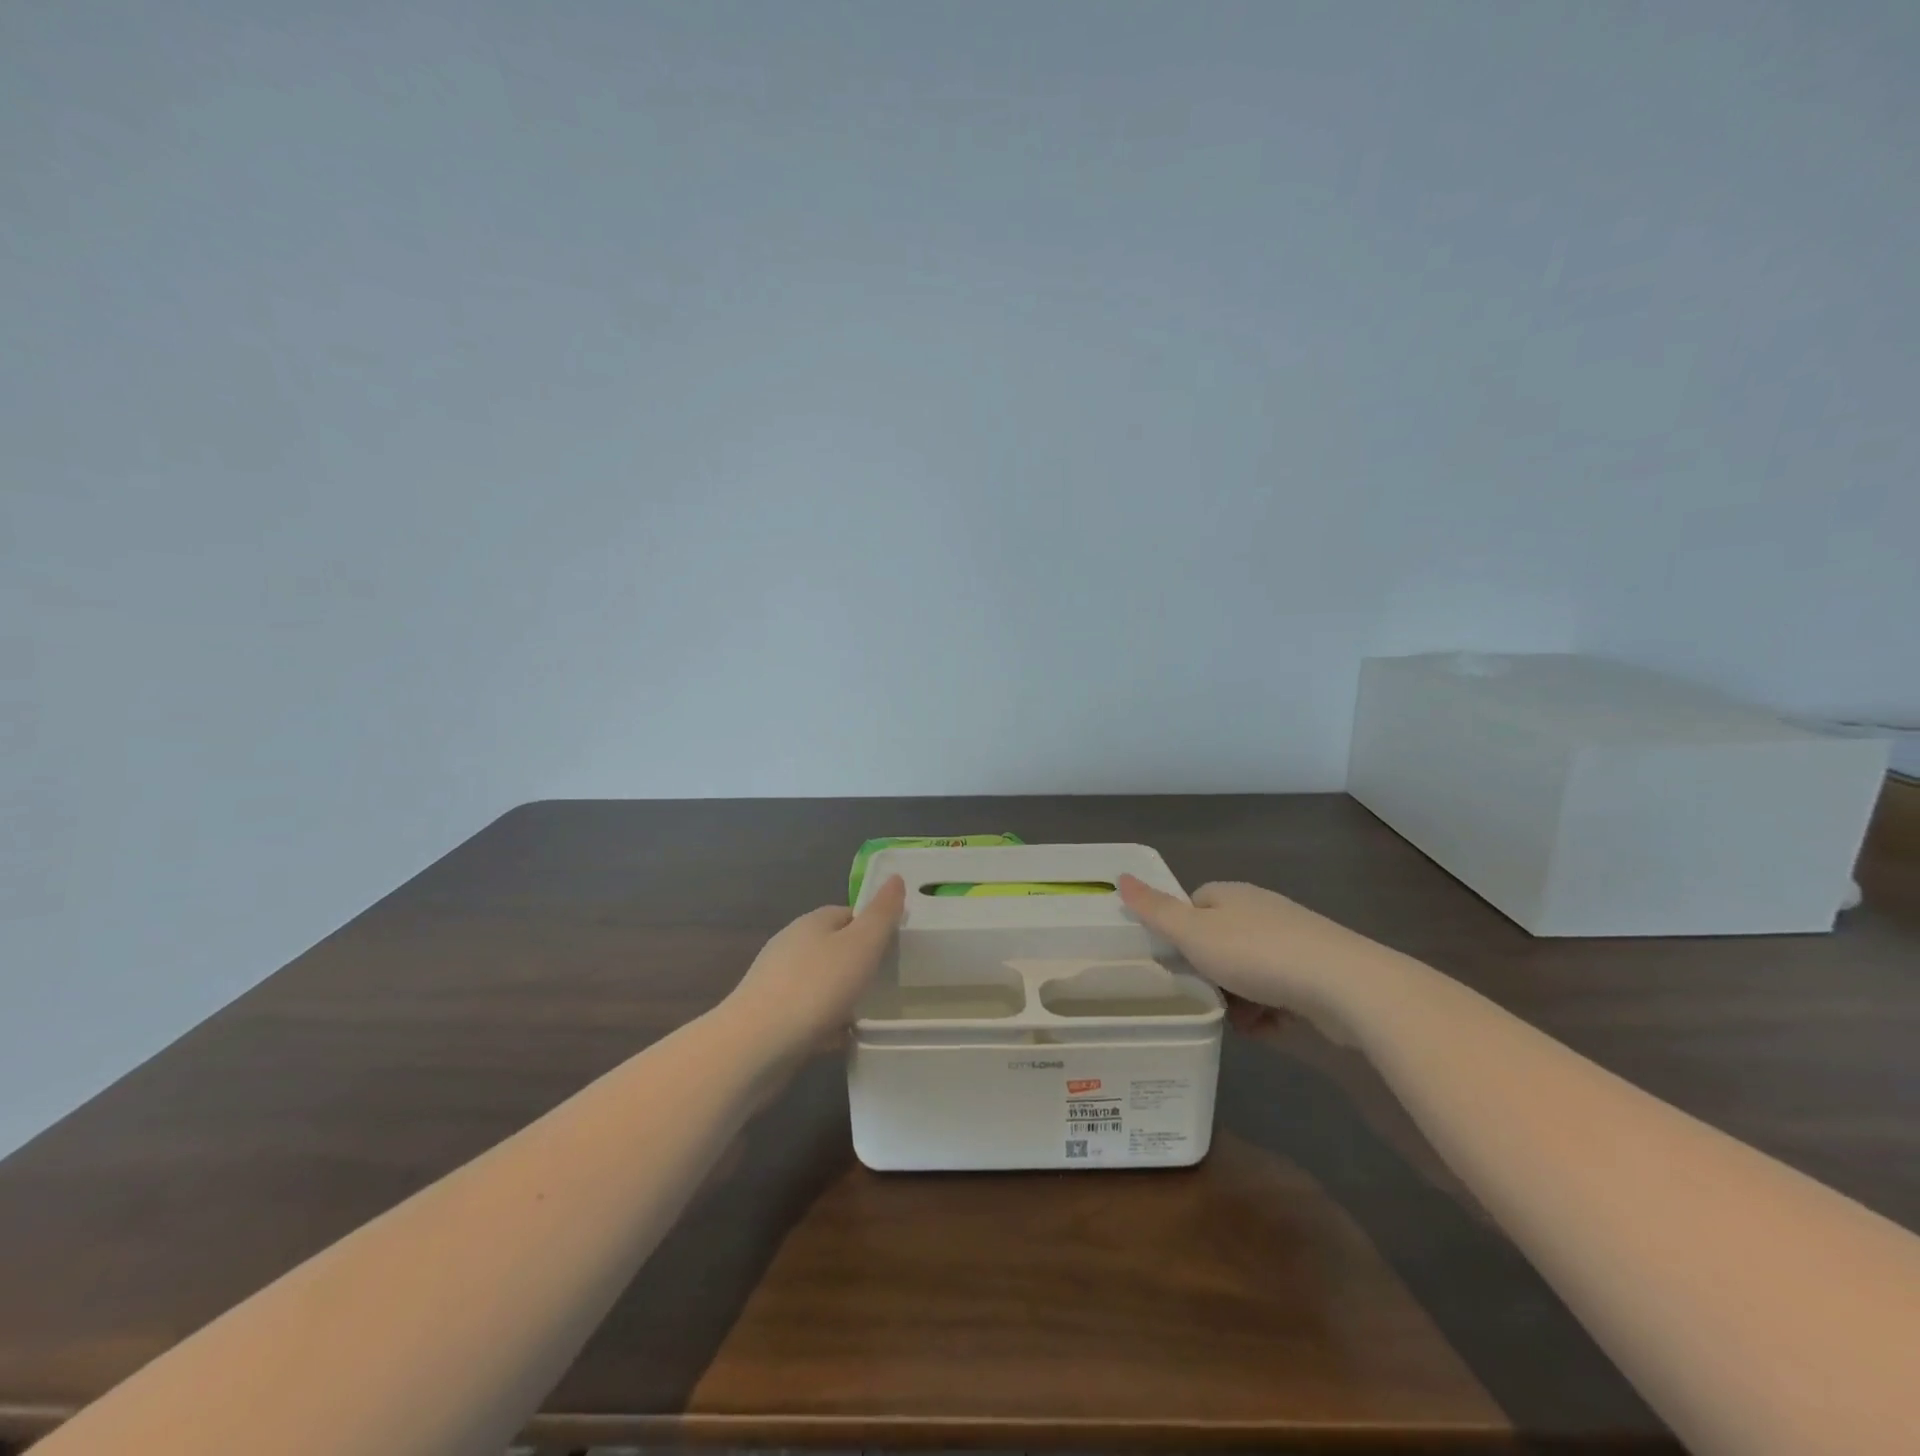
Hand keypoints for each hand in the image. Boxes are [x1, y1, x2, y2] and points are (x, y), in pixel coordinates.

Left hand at [725, 875, 906, 1052]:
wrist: (755, 1046)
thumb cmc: (815, 987)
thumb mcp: (861, 945)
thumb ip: (882, 914)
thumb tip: (896, 878)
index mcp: (811, 923)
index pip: (848, 913)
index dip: (873, 926)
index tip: (895, 947)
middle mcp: (790, 946)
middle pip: (833, 947)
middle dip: (858, 962)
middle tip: (888, 981)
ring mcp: (776, 982)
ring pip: (820, 982)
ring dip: (842, 994)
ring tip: (870, 1012)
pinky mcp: (769, 1017)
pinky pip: (808, 1013)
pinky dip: (826, 1022)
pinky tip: (842, 1038)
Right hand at [1117, 875, 1396, 1035]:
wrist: (1344, 985)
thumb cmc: (1257, 954)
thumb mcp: (1194, 934)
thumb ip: (1155, 910)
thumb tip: (1120, 876)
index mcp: (1231, 895)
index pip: (1194, 904)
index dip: (1180, 931)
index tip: (1174, 960)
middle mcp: (1262, 911)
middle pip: (1221, 941)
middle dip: (1210, 973)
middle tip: (1201, 996)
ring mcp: (1294, 942)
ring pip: (1250, 971)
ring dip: (1239, 998)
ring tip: (1236, 1022)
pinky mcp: (1318, 974)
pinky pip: (1280, 992)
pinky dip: (1269, 1012)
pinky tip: (1267, 1029)